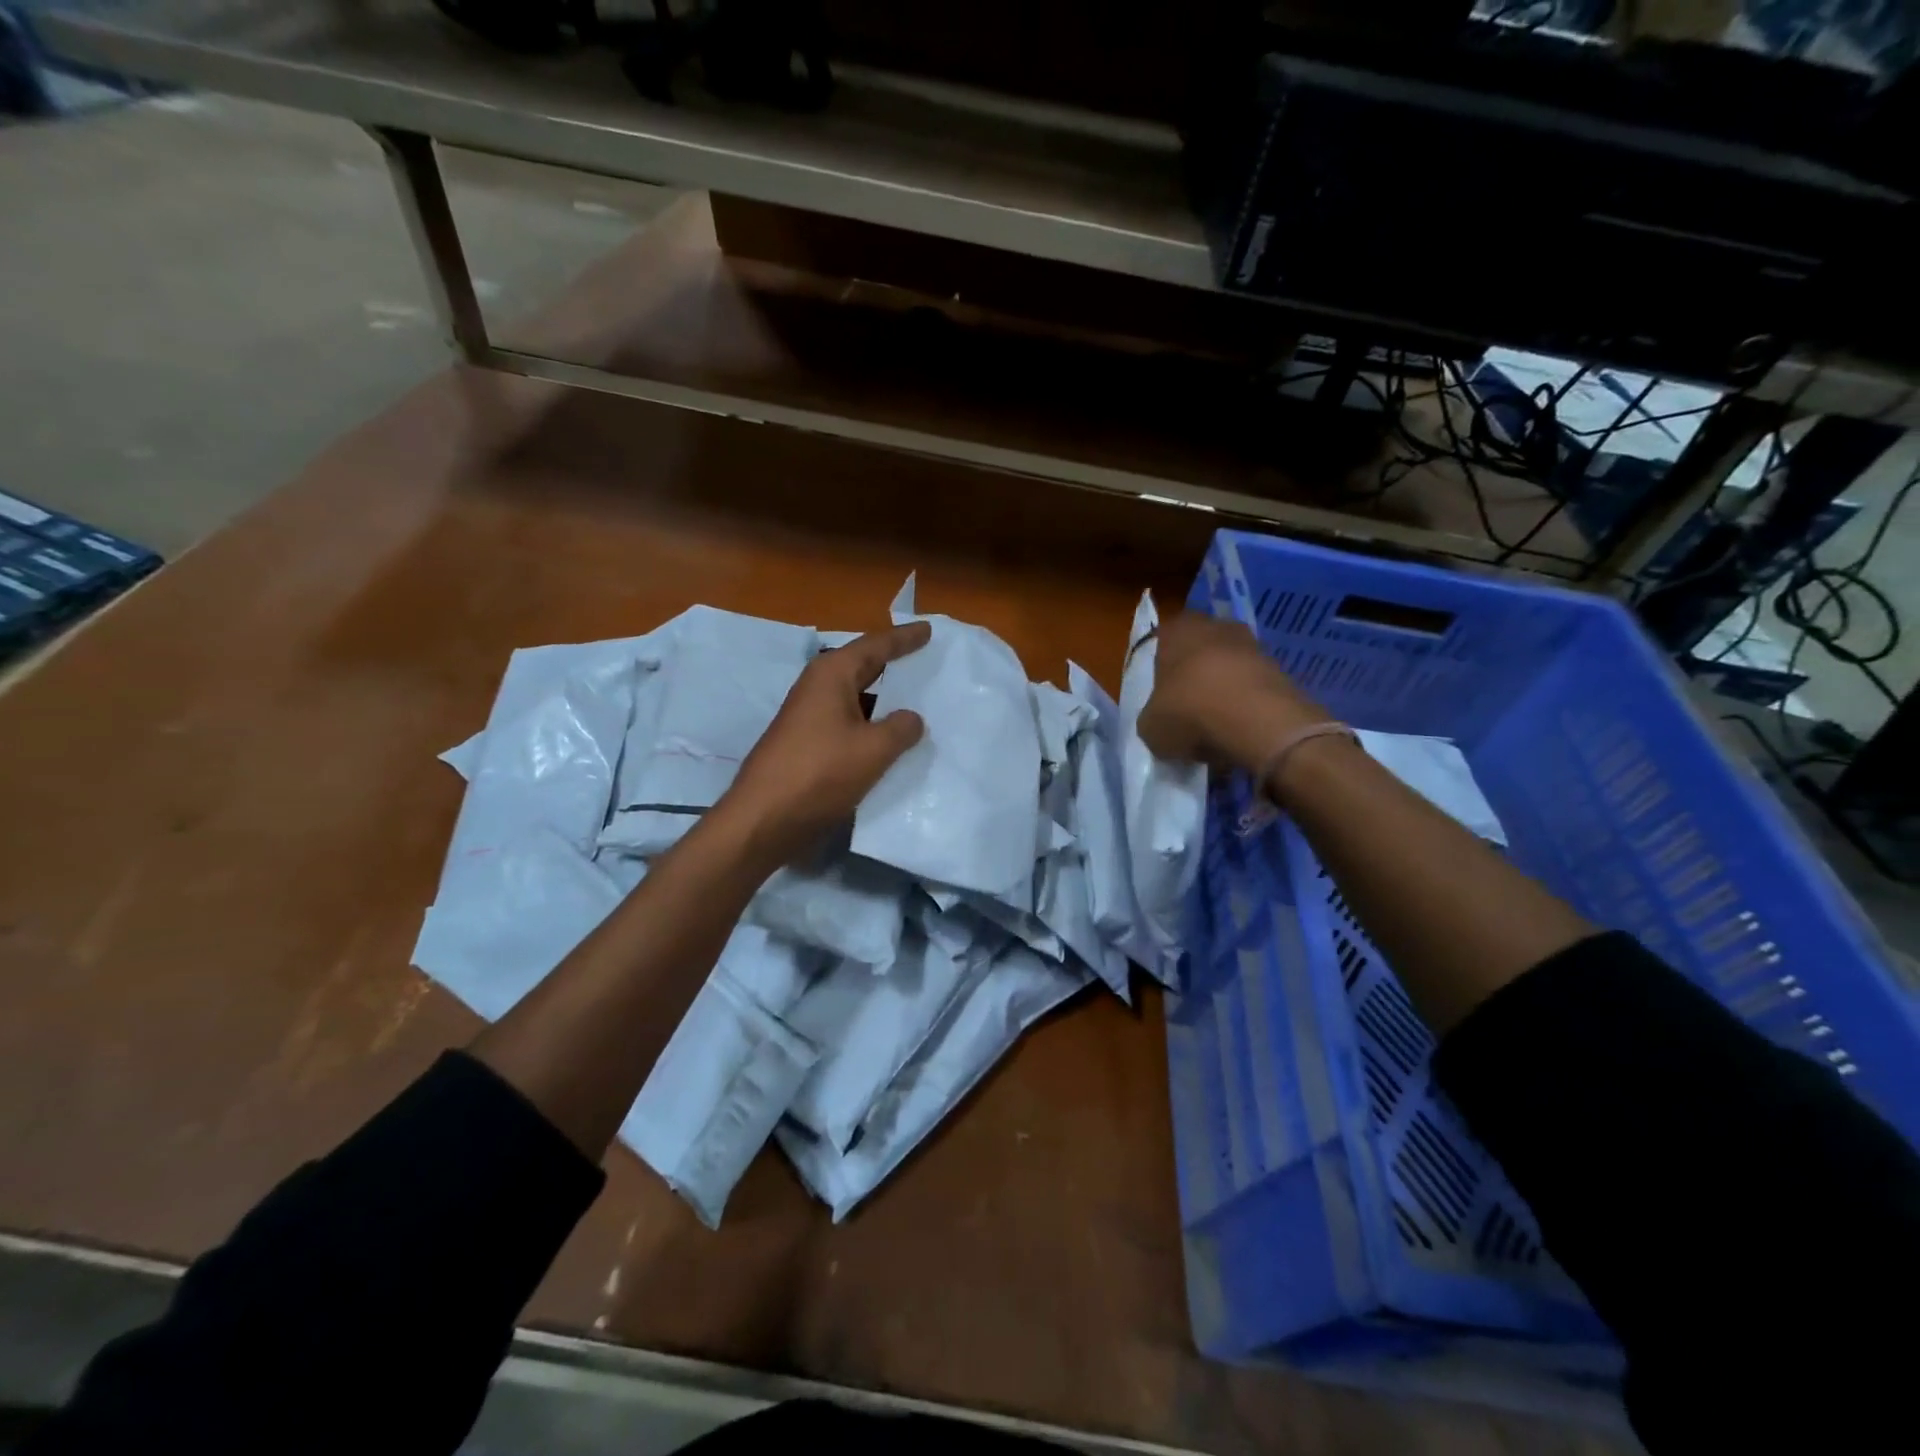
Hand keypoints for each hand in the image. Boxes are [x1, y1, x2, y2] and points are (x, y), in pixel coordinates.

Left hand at [719, 621, 931, 866]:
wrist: (764, 818)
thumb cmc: (820, 773)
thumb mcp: (873, 749)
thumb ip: (901, 728)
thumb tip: (911, 718)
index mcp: (832, 675)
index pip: (876, 646)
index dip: (904, 639)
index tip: (928, 630)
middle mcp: (818, 688)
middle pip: (863, 667)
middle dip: (893, 663)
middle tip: (925, 658)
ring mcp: (810, 716)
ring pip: (857, 698)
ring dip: (884, 699)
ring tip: (918, 700)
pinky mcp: (808, 744)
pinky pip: (849, 723)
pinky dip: (872, 725)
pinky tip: (892, 739)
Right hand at [1139, 612, 1329, 770]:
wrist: (1257, 722)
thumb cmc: (1189, 712)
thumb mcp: (1150, 726)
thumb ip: (1153, 716)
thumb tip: (1162, 721)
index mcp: (1177, 630)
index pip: (1163, 641)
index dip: (1161, 668)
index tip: (1160, 694)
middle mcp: (1216, 627)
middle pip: (1199, 650)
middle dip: (1194, 674)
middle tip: (1186, 706)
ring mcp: (1252, 645)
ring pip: (1229, 666)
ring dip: (1223, 689)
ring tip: (1214, 722)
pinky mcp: (1280, 669)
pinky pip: (1252, 686)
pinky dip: (1246, 704)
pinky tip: (1239, 728)